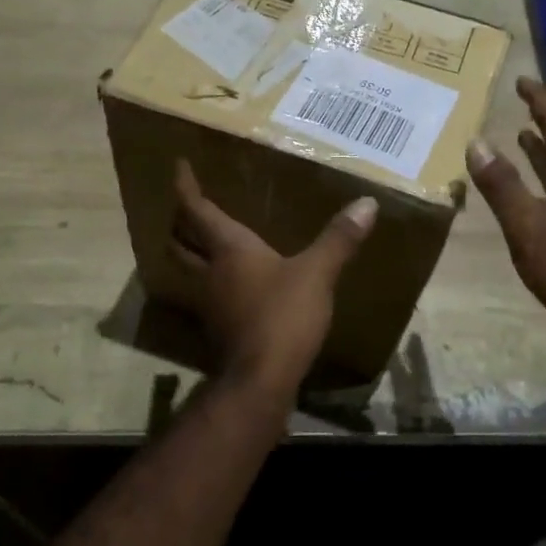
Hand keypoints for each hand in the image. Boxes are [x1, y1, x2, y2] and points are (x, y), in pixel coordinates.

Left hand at [169, 160, 376, 395]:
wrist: (261, 378)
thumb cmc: (283, 316)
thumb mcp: (316, 274)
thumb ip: (339, 239)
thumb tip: (367, 203)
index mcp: (229, 250)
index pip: (196, 210)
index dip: (185, 187)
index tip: (178, 166)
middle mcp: (210, 272)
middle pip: (179, 241)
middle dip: (178, 222)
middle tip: (186, 208)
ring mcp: (209, 303)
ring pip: (186, 270)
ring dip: (188, 253)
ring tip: (202, 242)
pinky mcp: (217, 328)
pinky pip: (204, 295)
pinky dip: (208, 282)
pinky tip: (227, 285)